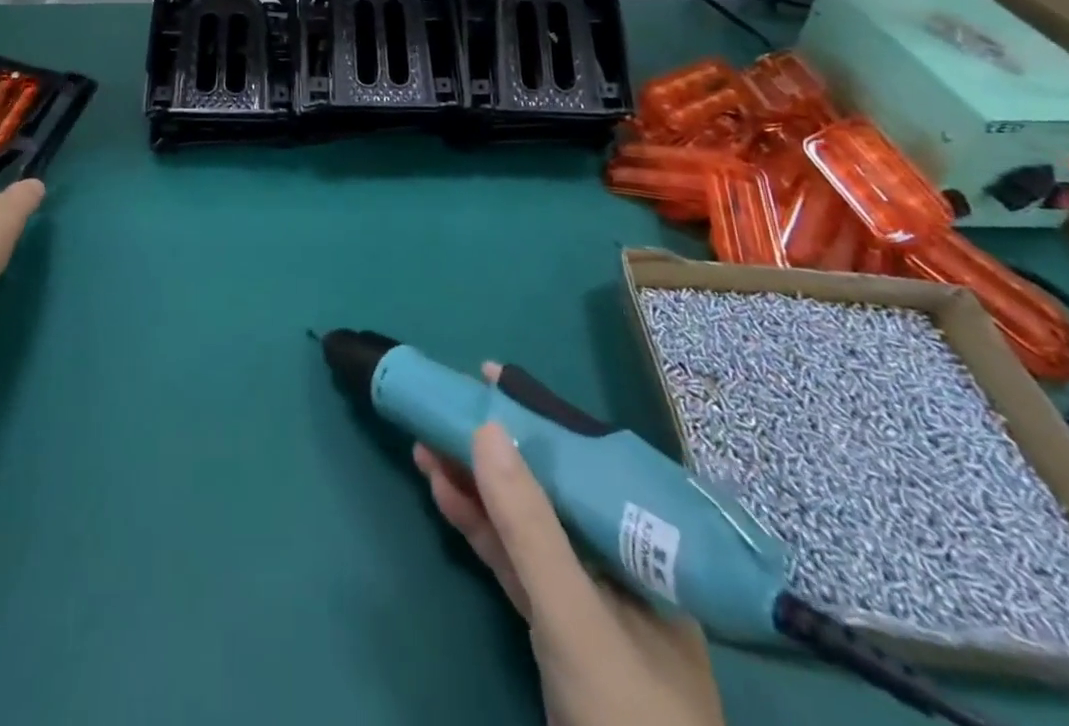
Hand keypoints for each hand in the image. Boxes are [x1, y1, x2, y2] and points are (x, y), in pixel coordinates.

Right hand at [414, 364, 722, 725]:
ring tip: (424, 446)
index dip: (535, 415)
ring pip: (523, 523)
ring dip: (475, 486)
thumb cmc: (627, 716)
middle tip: (443, 408)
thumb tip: (487, 427)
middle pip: (546, 488)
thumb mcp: (573, 613)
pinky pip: (512, 562)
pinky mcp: (555, 630)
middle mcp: (616, 561)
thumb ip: (528, 523)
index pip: (584, 460)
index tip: (488, 376)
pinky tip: (443, 497)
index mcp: (643, 547)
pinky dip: (479, 530)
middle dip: (492, 449)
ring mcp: (584, 598)